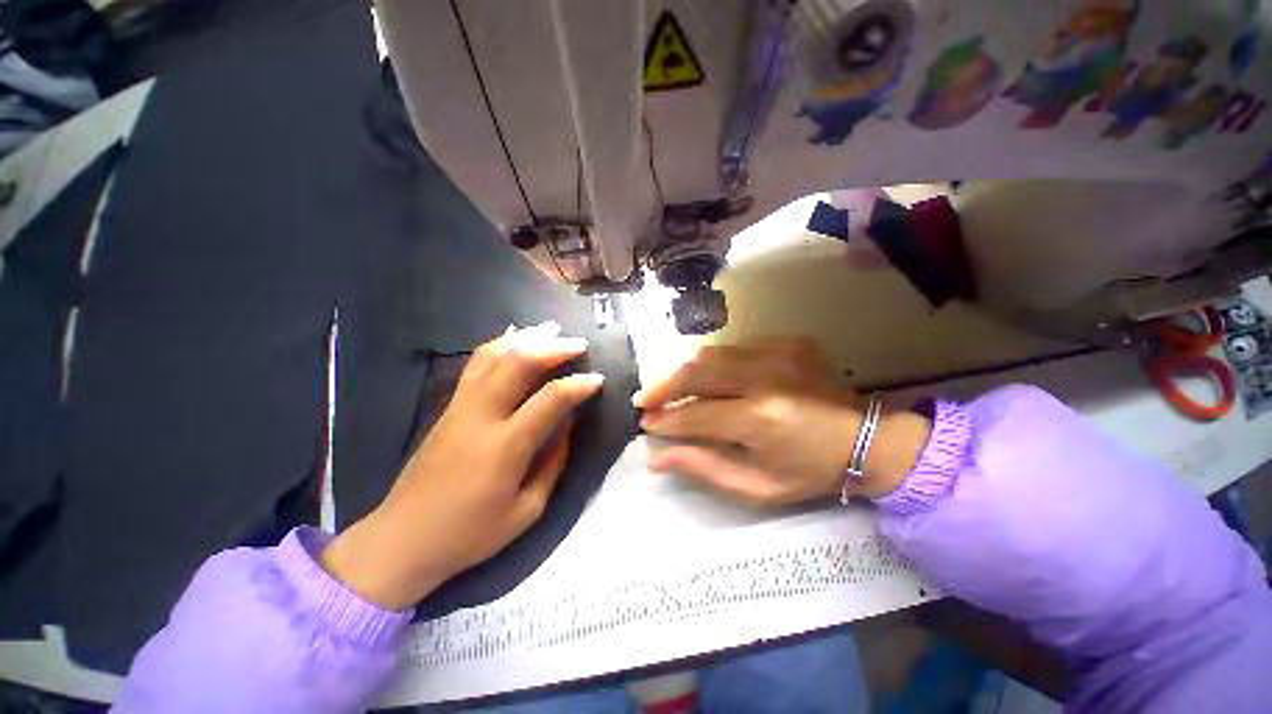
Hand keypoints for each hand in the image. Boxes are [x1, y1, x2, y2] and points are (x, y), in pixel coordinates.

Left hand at [321, 322, 603, 609]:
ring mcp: (460, 407)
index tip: (597, 379)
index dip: (579, 385)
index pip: (550, 399)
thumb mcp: (527, 510)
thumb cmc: (470, 534)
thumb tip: (569, 425)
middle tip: (579, 344)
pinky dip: (499, 344)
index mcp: (505, 447)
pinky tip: (515, 338)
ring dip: (526, 338)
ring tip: (551, 330)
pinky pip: (475, 364)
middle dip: (554, 348)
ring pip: (493, 355)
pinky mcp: (448, 406)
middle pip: (519, 364)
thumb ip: (553, 463)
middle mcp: (481, 416)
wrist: (403, 539)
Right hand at [636, 337, 928, 505]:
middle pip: (697, 371)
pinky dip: (714, 365)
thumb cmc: (810, 471)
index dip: (666, 420)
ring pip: (711, 354)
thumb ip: (705, 468)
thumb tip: (658, 458)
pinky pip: (734, 349)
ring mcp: (778, 352)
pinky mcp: (787, 341)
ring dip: (684, 373)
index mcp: (761, 419)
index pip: (695, 414)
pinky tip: (709, 381)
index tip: (646, 425)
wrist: (867, 438)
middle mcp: (766, 377)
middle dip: (664, 386)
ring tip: (668, 389)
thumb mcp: (758, 486)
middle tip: (644, 400)